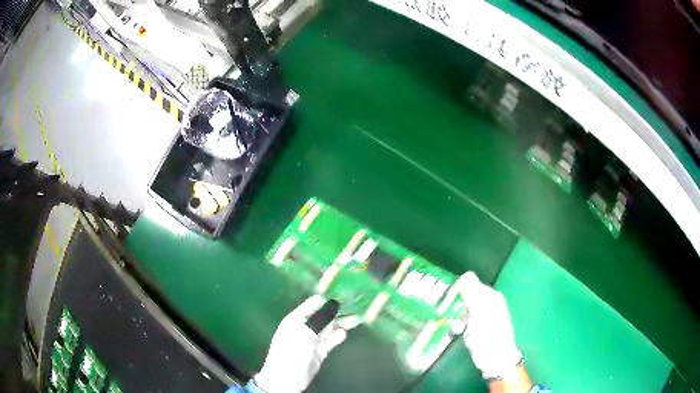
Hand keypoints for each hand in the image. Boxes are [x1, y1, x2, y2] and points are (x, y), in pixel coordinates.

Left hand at [254, 295, 358, 392]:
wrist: (287, 378)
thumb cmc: (291, 351)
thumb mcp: (305, 332)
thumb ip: (321, 318)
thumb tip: (334, 303)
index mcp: (298, 318)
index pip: (314, 303)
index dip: (329, 297)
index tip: (346, 292)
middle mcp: (307, 326)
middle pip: (325, 315)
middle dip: (339, 310)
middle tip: (358, 304)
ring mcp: (314, 339)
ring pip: (331, 327)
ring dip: (343, 322)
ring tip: (359, 317)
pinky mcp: (321, 350)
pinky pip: (332, 340)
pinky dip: (339, 336)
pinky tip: (345, 333)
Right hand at [457, 272, 523, 380]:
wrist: (495, 357)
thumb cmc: (488, 333)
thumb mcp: (479, 310)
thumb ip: (472, 292)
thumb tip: (465, 274)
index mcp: (490, 296)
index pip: (470, 283)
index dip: (458, 289)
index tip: (447, 299)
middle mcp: (488, 303)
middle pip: (466, 296)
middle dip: (456, 304)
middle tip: (449, 314)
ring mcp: (483, 316)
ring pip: (463, 310)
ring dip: (457, 317)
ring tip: (457, 328)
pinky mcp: (478, 328)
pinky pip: (465, 321)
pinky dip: (460, 326)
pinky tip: (460, 332)